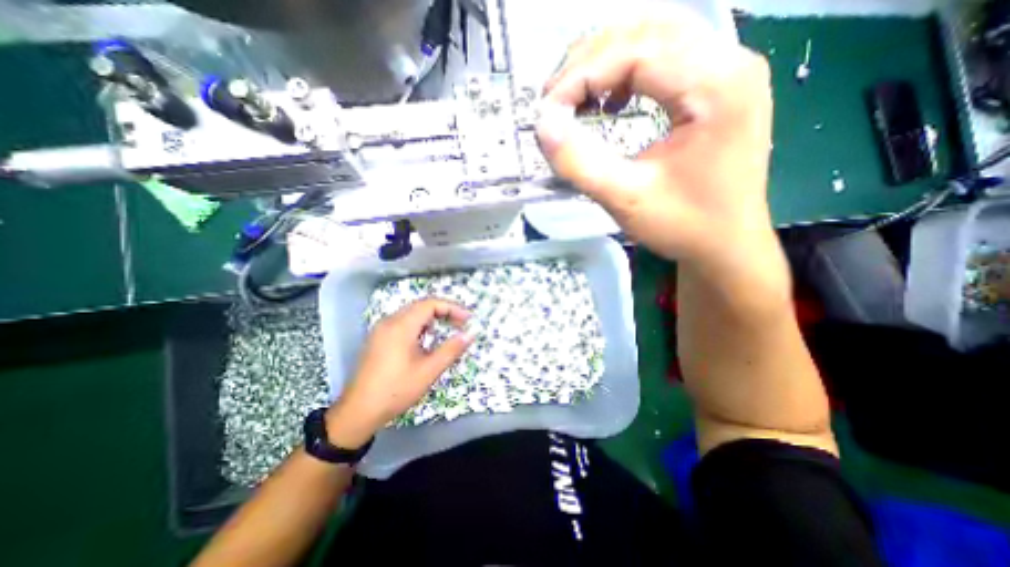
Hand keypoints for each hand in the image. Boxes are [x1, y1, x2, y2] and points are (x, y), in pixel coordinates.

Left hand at [327, 297, 476, 447]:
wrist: (357, 412)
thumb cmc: (396, 390)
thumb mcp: (428, 371)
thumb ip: (451, 349)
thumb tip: (470, 334)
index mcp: (401, 326)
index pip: (430, 304)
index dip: (452, 308)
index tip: (468, 319)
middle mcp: (389, 321)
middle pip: (421, 306)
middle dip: (444, 311)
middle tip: (461, 323)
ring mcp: (381, 329)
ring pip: (412, 313)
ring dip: (432, 317)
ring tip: (448, 329)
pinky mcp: (378, 338)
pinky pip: (403, 322)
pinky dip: (420, 325)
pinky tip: (426, 339)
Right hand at [540, 7, 774, 274]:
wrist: (725, 245)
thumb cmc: (683, 226)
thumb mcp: (625, 199)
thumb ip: (579, 162)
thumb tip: (543, 125)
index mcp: (716, 86)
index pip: (636, 51)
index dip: (581, 74)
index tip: (547, 110)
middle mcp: (730, 62)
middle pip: (646, 31)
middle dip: (589, 62)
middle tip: (554, 100)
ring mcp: (727, 71)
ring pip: (654, 38)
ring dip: (606, 63)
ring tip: (575, 98)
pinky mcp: (716, 88)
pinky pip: (665, 58)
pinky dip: (627, 73)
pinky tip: (611, 102)